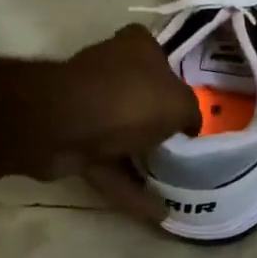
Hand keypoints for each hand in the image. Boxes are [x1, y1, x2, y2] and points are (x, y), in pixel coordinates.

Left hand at [15, 24, 199, 219]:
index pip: (161, 57)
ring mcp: (86, 103)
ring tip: (173, 186)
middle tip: (184, 146)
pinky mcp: (70, 138)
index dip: (176, 80)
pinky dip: (126, 186)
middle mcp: (110, 67)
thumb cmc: (133, 100)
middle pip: (142, 96)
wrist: (65, 125)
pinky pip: (106, 163)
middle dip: (158, 122)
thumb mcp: (182, 104)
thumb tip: (189, 126)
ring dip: (141, 158)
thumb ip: (191, 113)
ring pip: (122, 132)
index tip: (189, 106)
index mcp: (136, 47)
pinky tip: (154, 210)